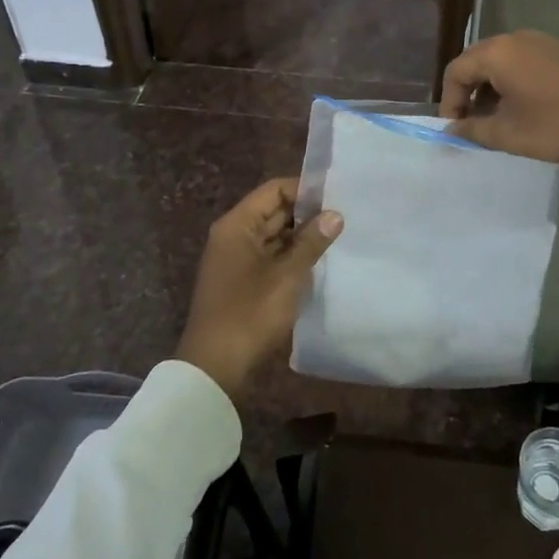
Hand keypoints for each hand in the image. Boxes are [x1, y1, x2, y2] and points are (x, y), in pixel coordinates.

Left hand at [176, 178, 342, 400]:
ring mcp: (236, 259)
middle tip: (344, 217)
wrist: (214, 368)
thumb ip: (312, 242)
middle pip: (274, 210)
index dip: (305, 189)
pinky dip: (291, 256)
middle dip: (307, 213)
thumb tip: (335, 214)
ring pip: (274, 235)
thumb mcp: (287, 276)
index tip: (337, 196)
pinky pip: (270, 256)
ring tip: (337, 237)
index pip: (275, 190)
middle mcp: (233, 235)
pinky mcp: (241, 280)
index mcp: (237, 225)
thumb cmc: (250, 314)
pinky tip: (318, 262)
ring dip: (301, 236)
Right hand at [439, 30, 558, 175]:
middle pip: (478, 61)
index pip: (456, 71)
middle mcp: (517, 38)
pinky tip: (528, 109)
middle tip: (473, 124)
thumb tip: (452, 129)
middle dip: (469, 93)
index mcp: (498, 52)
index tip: (456, 130)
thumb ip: (472, 130)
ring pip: (503, 62)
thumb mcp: (509, 135)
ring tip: (500, 120)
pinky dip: (516, 82)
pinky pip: (526, 62)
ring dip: (493, 89)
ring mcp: (544, 41)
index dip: (449, 101)